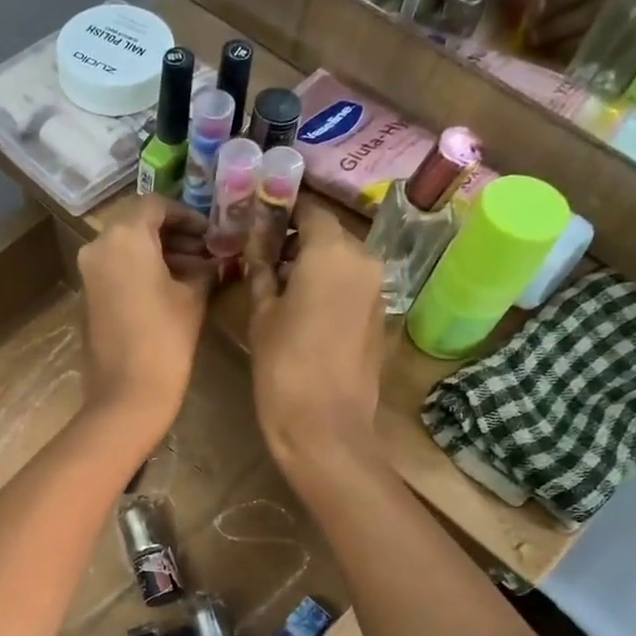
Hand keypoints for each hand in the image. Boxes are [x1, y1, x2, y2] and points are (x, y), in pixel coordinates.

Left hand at [75, 197, 211, 445]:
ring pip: (126, 247)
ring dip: (158, 253)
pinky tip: (170, 288)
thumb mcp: (193, 297)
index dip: (187, 216)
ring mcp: (89, 272)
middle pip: (138, 224)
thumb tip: (215, 259)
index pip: (156, 205)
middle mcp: (99, 245)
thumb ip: (204, 268)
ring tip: (195, 272)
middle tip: (205, 251)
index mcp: (125, 236)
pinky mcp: (88, 296)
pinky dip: (141, 270)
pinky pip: (116, 269)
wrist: (127, 393)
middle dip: (173, 235)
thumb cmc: (166, 340)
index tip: (210, 233)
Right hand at [247, 201, 384, 474]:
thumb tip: (257, 242)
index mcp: (332, 252)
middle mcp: (364, 260)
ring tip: (275, 280)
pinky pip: (350, 284)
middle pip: (328, 233)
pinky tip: (300, 304)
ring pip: (341, 258)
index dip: (283, 209)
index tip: (257, 216)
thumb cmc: (283, 366)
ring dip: (311, 261)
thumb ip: (261, 270)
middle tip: (259, 251)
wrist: (325, 426)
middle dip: (295, 237)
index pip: (309, 209)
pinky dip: (327, 283)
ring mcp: (376, 288)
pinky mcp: (378, 315)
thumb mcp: (262, 314)